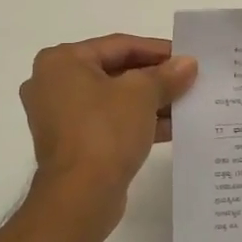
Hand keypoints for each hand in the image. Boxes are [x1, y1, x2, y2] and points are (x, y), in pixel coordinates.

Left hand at [20, 34, 198, 205]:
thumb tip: (187, 64)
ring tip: (186, 103)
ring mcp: (59, 117)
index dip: (157, 50)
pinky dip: (136, 122)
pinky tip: (171, 128)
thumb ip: (166, 75)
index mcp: (61, 61)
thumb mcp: (142, 94)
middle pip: (115, 71)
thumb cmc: (105, 131)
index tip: (187, 57)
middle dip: (154, 78)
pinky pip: (108, 123)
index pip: (119, 45)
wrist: (80, 196)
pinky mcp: (71, 144)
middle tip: (188, 80)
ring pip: (113, 100)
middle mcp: (53, 84)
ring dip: (149, 102)